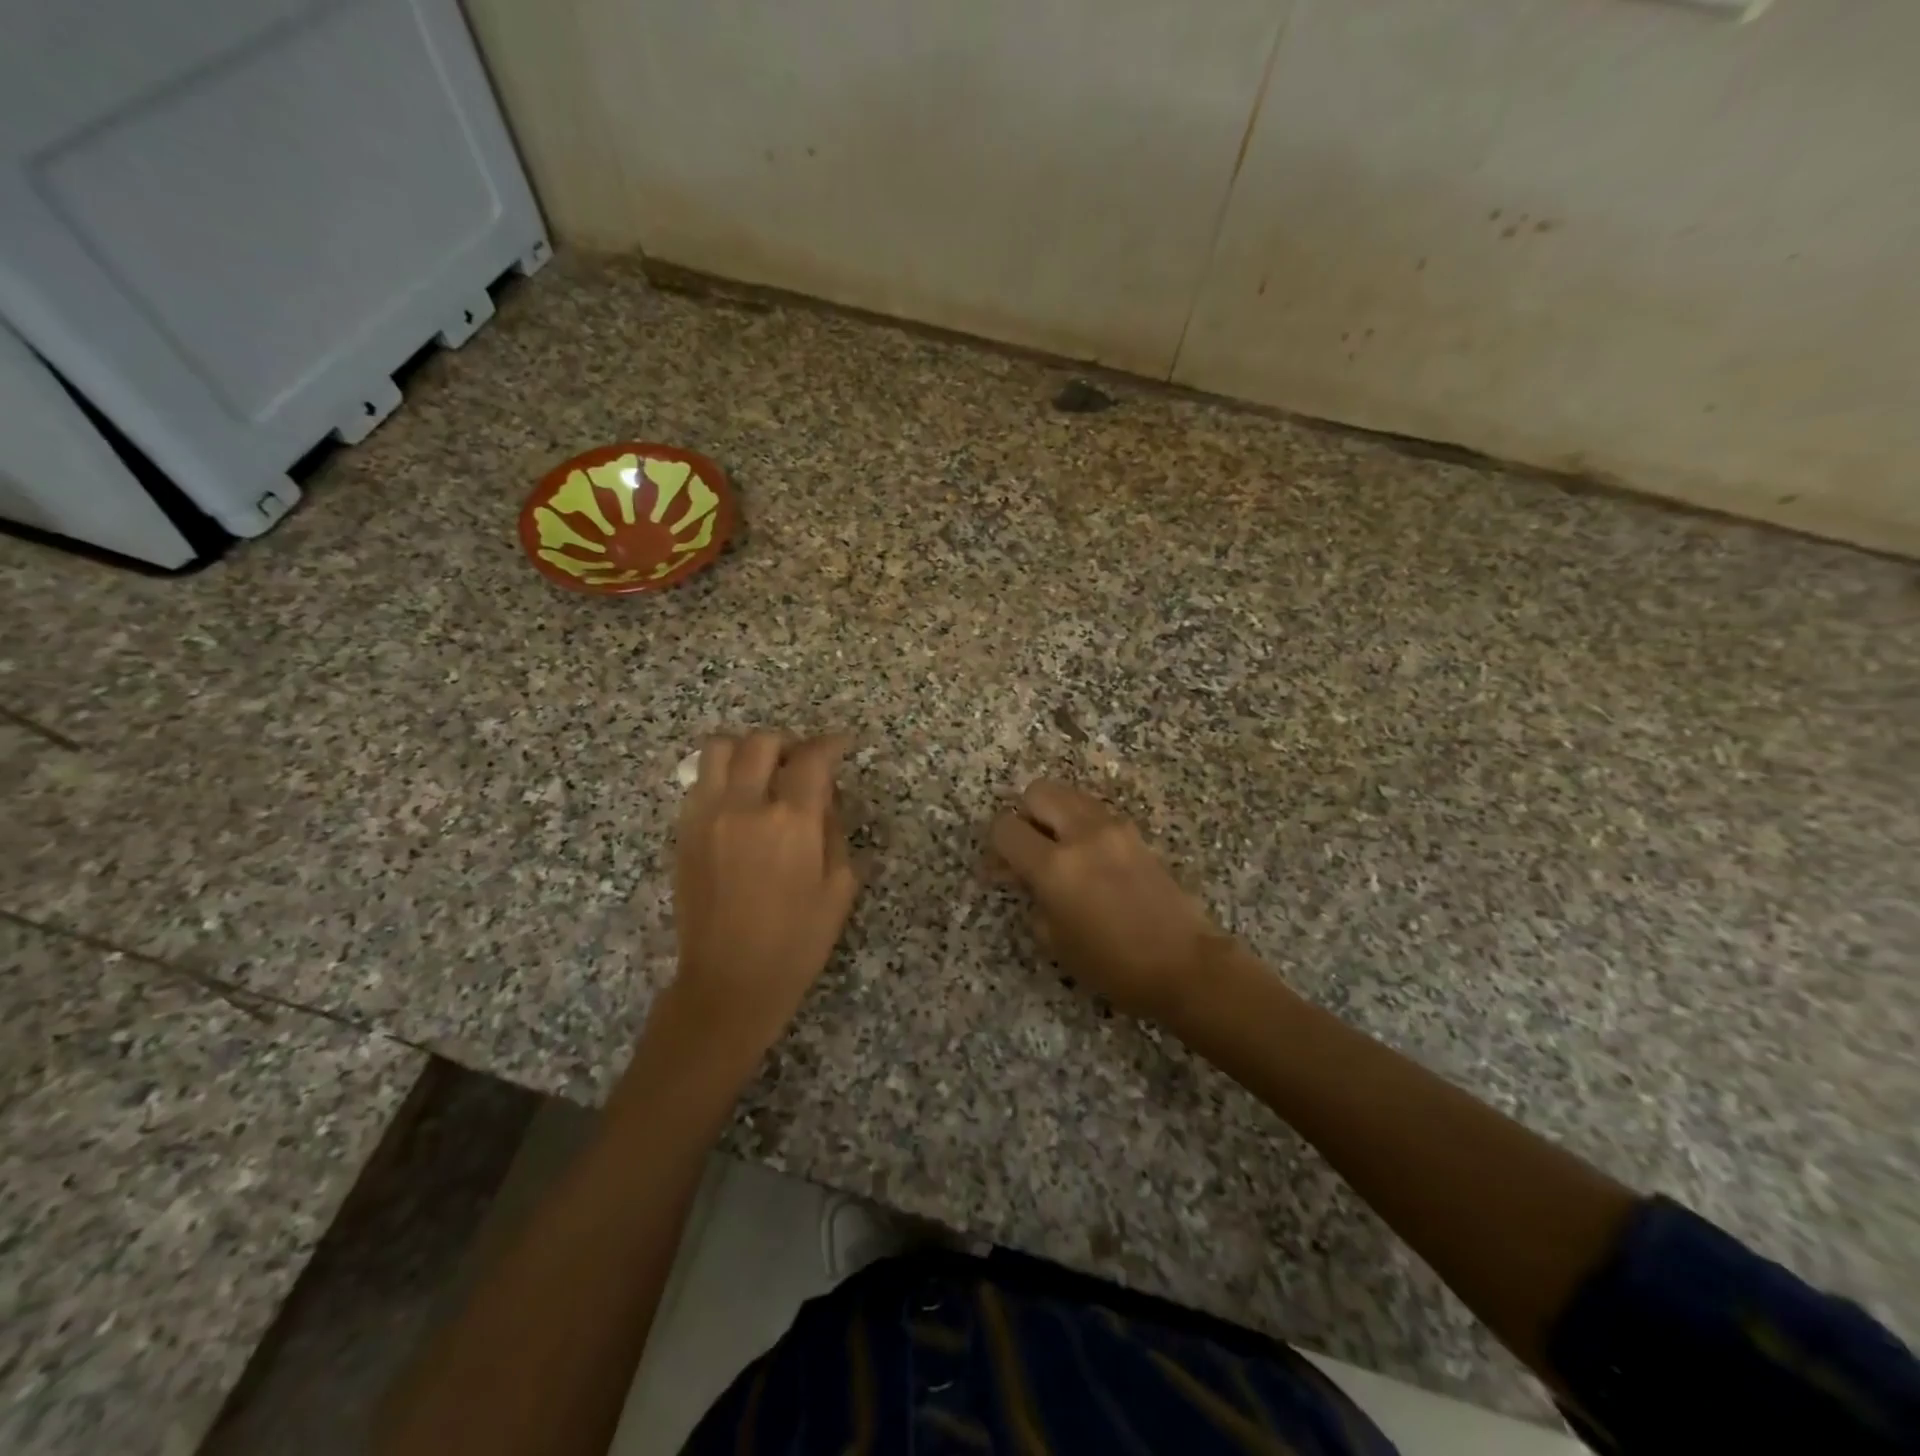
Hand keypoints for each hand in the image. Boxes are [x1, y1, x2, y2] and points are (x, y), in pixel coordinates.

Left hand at [671, 731, 859, 1055]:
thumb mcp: (840, 887)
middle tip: (801, 764)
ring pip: (718, 750)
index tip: (842, 746)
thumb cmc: (797, 941)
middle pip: (761, 742)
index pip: (813, 758)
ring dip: (746, 751)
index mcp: (792, 820)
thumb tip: (824, 798)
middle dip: (788, 743)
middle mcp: (744, 806)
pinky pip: (699, 782)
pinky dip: (721, 778)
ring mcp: (706, 816)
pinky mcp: (683, 832)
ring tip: (762, 774)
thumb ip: (835, 830)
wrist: (730, 981)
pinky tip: (738, 804)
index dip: (832, 744)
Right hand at [989, 781, 1226, 1024]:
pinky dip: (1081, 822)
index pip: (1006, 827)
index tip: (1002, 867)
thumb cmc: (1112, 965)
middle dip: (1025, 815)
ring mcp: (1113, 827)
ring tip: (1060, 850)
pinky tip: (1088, 857)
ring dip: (1055, 814)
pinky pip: (1094, 811)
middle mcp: (1082, 834)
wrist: (1184, 964)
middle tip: (1029, 849)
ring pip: (1069, 794)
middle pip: (1037, 792)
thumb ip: (1032, 896)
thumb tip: (1023, 875)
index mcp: (1055, 866)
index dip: (996, 845)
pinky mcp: (1135, 832)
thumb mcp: (1054, 940)